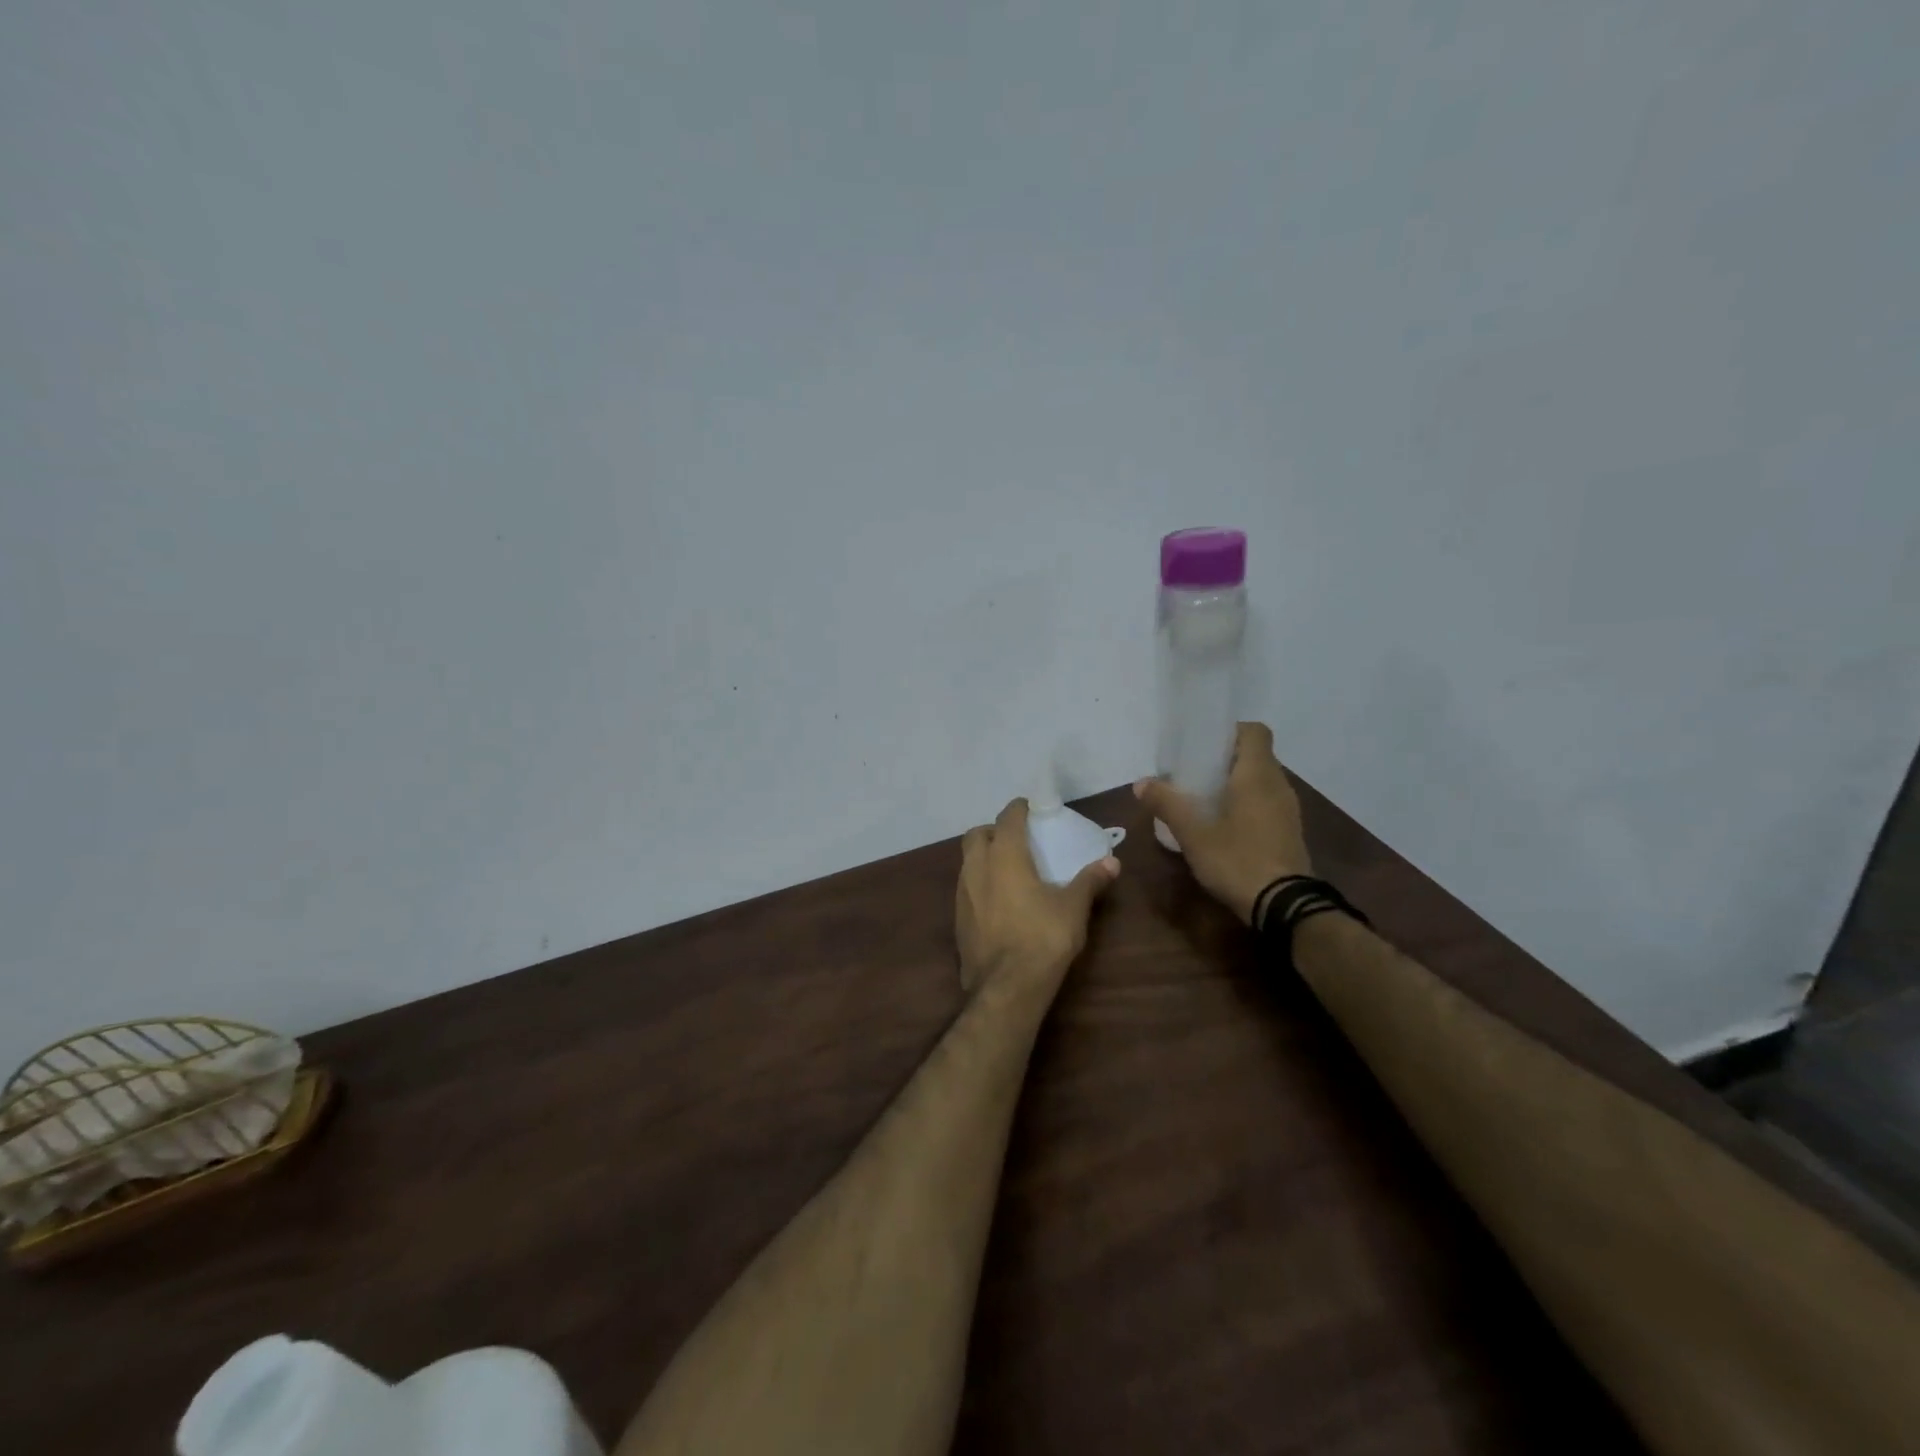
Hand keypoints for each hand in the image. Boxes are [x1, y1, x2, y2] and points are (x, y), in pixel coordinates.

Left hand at [956, 798, 1118, 1004]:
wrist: (1007, 987)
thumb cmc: (1043, 938)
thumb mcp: (1074, 908)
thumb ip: (1090, 881)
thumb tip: (1113, 863)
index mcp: (1004, 856)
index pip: (1007, 819)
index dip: (1017, 809)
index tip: (1028, 807)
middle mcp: (977, 868)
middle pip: (977, 835)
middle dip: (993, 830)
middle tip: (1015, 838)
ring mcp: (963, 894)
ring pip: (967, 861)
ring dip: (983, 857)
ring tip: (1006, 868)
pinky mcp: (958, 919)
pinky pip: (966, 888)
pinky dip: (979, 883)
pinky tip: (997, 900)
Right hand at [1134, 722, 1311, 925]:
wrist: (1284, 907)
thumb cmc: (1237, 860)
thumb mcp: (1193, 834)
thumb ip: (1167, 804)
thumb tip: (1141, 783)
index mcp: (1257, 775)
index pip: (1255, 731)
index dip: (1230, 731)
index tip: (1203, 745)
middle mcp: (1278, 785)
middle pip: (1255, 756)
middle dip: (1224, 760)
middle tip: (1193, 774)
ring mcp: (1288, 810)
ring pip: (1261, 781)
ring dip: (1235, 784)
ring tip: (1203, 800)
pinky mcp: (1289, 832)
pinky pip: (1267, 803)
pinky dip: (1247, 804)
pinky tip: (1223, 826)